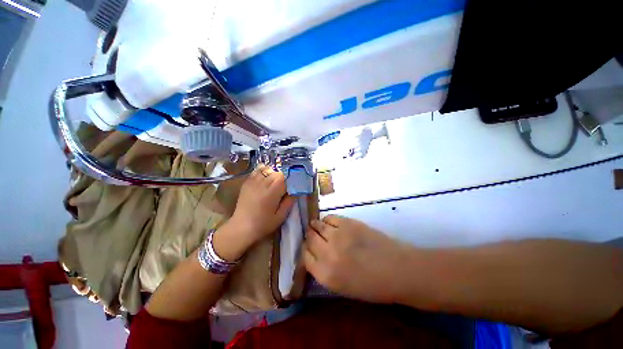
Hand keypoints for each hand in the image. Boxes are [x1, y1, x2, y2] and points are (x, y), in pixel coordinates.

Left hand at [214, 165, 295, 260]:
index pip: (285, 177)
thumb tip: (296, 191)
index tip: (291, 188)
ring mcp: (253, 181)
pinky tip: (265, 178)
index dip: (290, 181)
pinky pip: (257, 170)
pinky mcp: (247, 182)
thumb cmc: (263, 224)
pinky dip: (263, 171)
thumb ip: (289, 202)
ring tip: (273, 183)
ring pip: (268, 169)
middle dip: (282, 178)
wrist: (241, 227)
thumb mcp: (281, 216)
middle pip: (277, 172)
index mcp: (272, 192)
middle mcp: (263, 183)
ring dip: (273, 174)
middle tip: (282, 188)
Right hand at [303, 215, 412, 303]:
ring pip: (317, 226)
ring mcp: (338, 235)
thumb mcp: (342, 287)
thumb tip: (314, 254)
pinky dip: (327, 220)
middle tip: (313, 235)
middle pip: (309, 239)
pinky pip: (330, 218)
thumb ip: (323, 270)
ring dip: (315, 226)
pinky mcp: (348, 222)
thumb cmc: (371, 285)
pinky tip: (330, 224)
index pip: (305, 257)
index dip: (306, 250)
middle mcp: (327, 254)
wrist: (397, 269)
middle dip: (309, 237)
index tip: (309, 247)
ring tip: (318, 226)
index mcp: (325, 275)